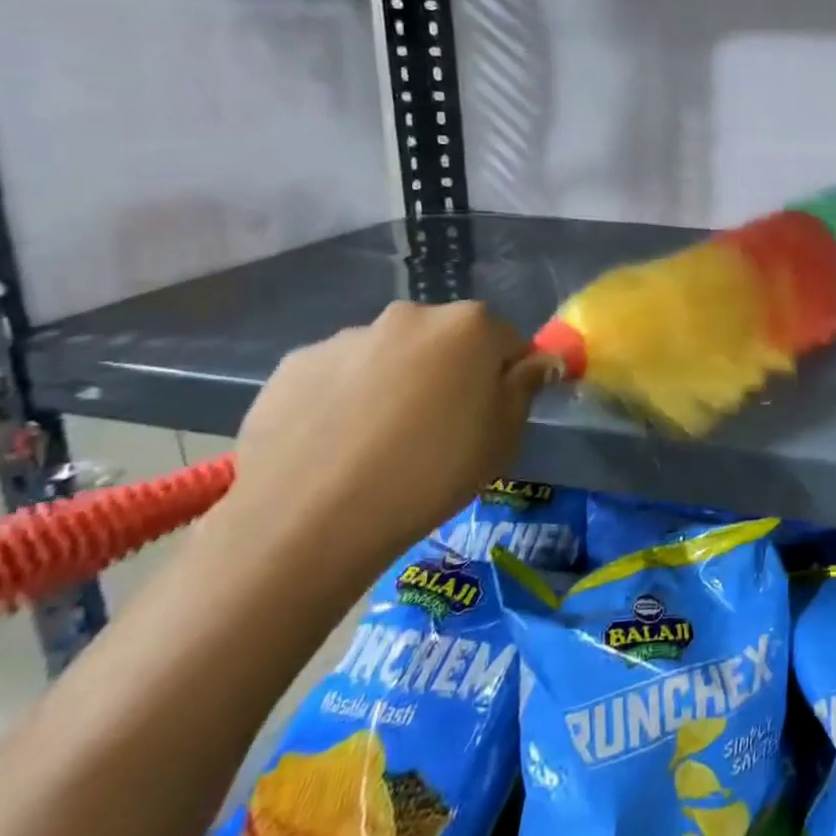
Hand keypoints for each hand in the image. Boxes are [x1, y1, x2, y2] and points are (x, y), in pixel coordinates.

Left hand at [208, 301, 552, 587]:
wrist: (309, 519)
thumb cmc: (431, 473)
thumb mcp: (503, 437)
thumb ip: (524, 387)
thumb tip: (541, 361)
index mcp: (468, 326)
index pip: (507, 340)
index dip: (506, 377)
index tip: (493, 416)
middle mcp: (409, 316)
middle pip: (446, 341)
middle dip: (449, 373)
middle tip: (440, 430)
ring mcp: (346, 337)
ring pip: (390, 356)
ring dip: (396, 383)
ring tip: (380, 444)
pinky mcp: (294, 365)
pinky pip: (339, 376)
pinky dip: (345, 399)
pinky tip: (337, 445)